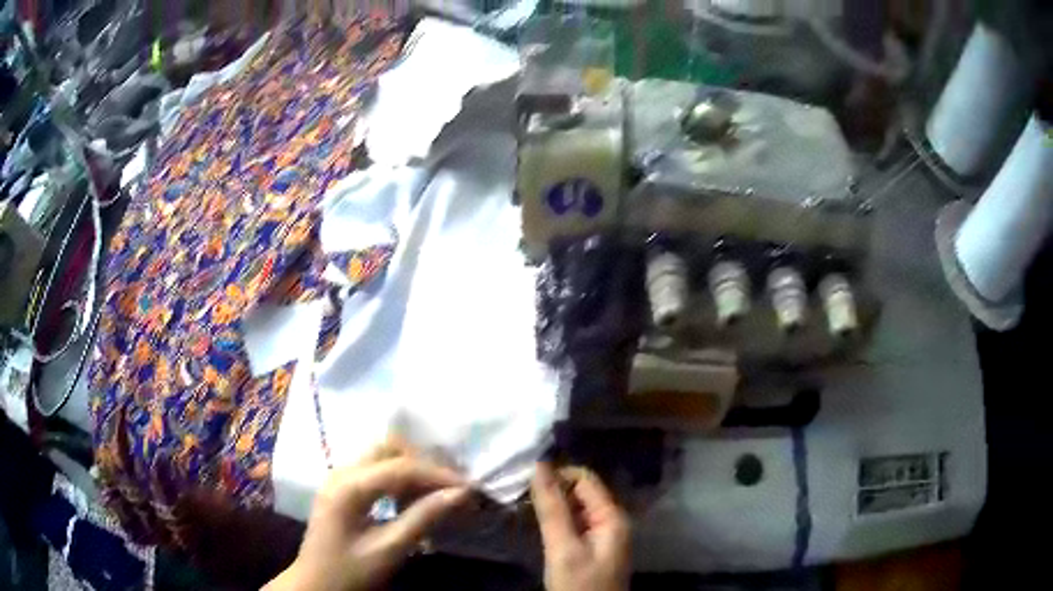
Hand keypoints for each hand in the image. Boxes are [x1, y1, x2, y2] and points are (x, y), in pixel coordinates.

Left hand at [265, 441, 469, 590]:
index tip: (469, 488)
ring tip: (436, 494)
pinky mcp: (341, 486)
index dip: (438, 474)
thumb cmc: (350, 571)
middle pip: (389, 448)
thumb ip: (422, 518)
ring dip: (412, 469)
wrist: (315, 583)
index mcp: (349, 487)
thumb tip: (460, 494)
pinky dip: (398, 477)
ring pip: (382, 455)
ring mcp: (338, 477)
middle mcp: (341, 472)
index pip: (401, 467)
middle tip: (450, 488)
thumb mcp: (389, 549)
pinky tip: (411, 499)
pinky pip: (375, 469)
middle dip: (424, 464)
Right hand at [532, 463, 630, 590]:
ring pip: (575, 508)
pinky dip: (556, 521)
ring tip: (522, 507)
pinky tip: (537, 524)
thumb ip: (553, 509)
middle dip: (552, 490)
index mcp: (612, 516)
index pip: (585, 478)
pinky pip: (575, 524)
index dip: (557, 475)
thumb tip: (539, 465)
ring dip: (552, 506)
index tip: (524, 482)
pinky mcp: (592, 548)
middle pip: (581, 492)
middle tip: (519, 496)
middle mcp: (611, 521)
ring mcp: (603, 536)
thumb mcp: (563, 547)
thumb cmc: (579, 585)